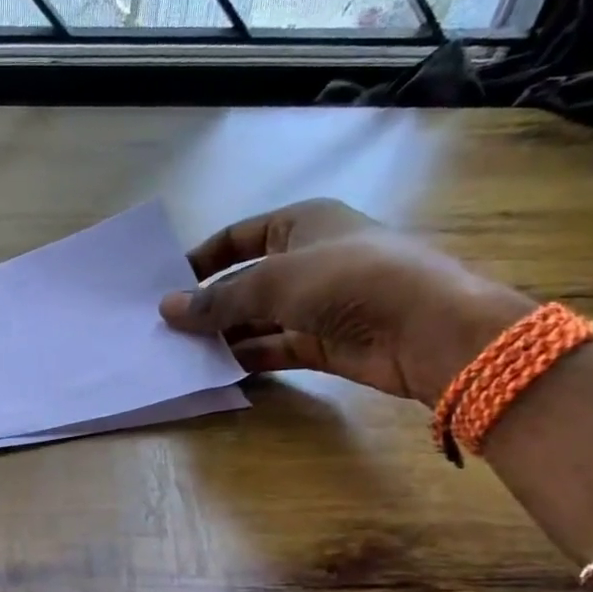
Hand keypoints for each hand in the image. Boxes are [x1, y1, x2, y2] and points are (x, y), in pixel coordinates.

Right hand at [158, 200, 534, 405]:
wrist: (427, 329)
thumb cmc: (349, 279)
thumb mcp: (273, 281)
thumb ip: (217, 300)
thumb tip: (166, 309)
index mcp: (302, 224)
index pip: (239, 237)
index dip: (202, 259)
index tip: (166, 285)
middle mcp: (308, 260)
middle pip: (244, 281)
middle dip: (208, 304)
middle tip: (165, 327)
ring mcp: (317, 304)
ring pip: (256, 318)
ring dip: (223, 334)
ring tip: (180, 352)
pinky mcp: (324, 344)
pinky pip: (273, 347)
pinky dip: (246, 357)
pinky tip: (213, 368)